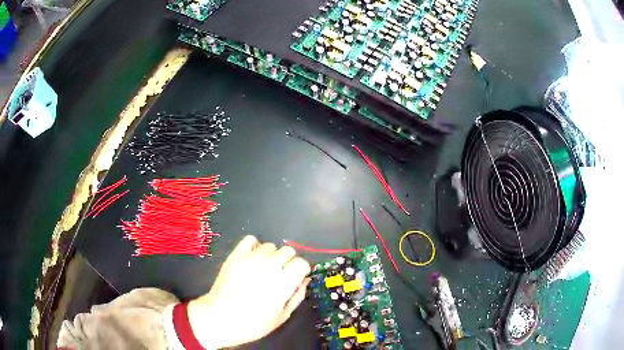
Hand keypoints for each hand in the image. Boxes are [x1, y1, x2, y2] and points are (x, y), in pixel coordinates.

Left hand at [187, 235, 310, 348]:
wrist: (220, 318)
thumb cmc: (253, 323)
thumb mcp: (281, 316)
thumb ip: (297, 296)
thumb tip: (305, 280)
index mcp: (283, 282)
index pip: (302, 263)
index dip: (301, 270)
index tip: (296, 278)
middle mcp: (270, 266)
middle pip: (288, 251)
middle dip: (288, 261)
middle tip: (280, 275)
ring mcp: (251, 258)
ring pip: (271, 245)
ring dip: (272, 256)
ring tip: (264, 269)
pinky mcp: (235, 255)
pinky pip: (251, 239)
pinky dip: (255, 246)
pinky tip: (252, 258)